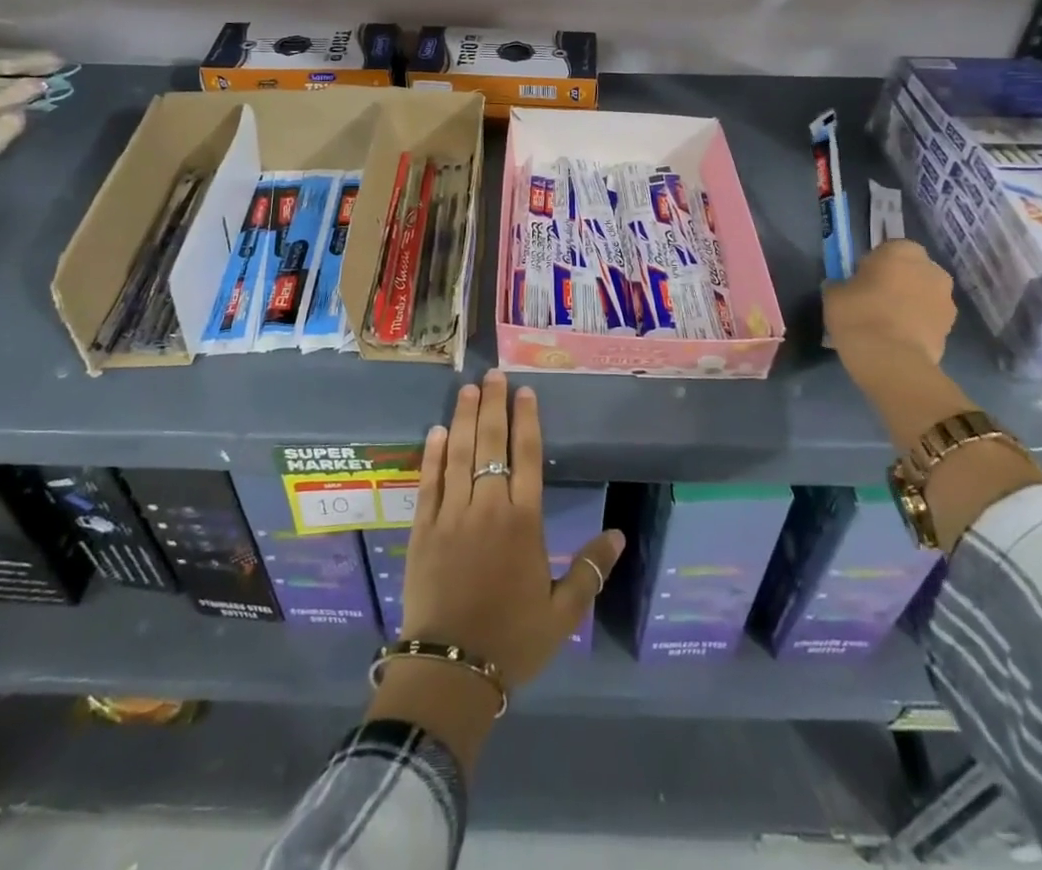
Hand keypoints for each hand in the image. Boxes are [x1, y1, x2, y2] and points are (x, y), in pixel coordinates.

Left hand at [400, 371, 625, 690]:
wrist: (452, 667)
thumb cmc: (513, 639)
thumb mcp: (562, 612)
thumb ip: (590, 570)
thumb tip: (618, 535)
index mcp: (523, 522)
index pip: (526, 457)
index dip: (526, 420)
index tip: (524, 391)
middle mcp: (487, 507)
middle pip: (490, 444)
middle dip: (492, 405)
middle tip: (492, 375)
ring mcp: (451, 514)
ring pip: (457, 454)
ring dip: (462, 418)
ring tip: (466, 389)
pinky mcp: (423, 528)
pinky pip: (428, 482)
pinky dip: (431, 454)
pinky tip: (436, 432)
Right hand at [822, 239, 956, 364]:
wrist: (891, 360)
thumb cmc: (859, 314)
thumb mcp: (834, 293)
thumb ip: (843, 284)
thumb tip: (846, 288)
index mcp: (902, 251)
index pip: (888, 249)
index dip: (874, 264)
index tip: (861, 281)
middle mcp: (931, 269)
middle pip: (911, 270)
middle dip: (898, 282)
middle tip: (874, 300)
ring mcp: (946, 300)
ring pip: (923, 295)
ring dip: (910, 303)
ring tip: (886, 324)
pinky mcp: (951, 328)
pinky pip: (929, 319)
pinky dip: (917, 325)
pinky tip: (897, 339)